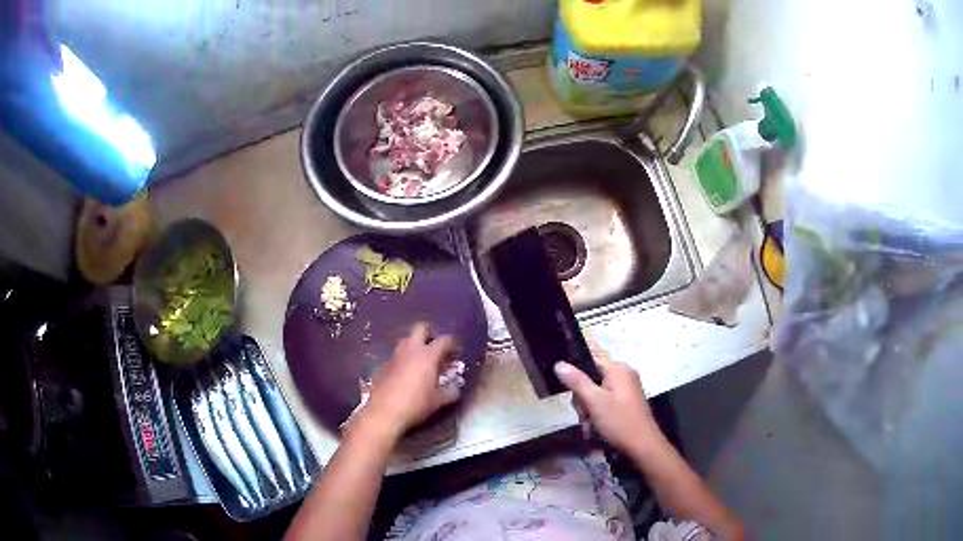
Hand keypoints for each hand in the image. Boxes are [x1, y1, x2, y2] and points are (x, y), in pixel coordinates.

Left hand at [355, 323, 459, 440]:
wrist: (384, 413)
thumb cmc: (415, 404)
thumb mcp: (438, 401)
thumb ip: (450, 392)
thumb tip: (456, 389)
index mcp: (428, 355)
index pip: (444, 339)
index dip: (453, 342)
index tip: (457, 347)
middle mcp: (411, 350)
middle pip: (420, 328)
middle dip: (430, 333)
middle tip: (437, 346)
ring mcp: (395, 356)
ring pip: (406, 340)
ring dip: (415, 345)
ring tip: (422, 360)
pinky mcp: (383, 365)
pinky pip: (396, 356)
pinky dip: (404, 360)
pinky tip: (406, 373)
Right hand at [554, 358, 660, 456]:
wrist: (643, 444)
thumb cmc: (619, 420)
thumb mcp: (594, 401)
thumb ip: (577, 381)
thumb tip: (559, 364)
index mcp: (618, 369)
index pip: (589, 362)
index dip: (578, 377)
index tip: (574, 395)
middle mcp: (624, 374)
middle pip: (592, 378)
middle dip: (584, 398)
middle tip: (585, 414)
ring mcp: (628, 387)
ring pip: (597, 391)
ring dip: (590, 407)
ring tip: (591, 422)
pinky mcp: (628, 400)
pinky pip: (606, 399)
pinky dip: (599, 411)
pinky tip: (598, 424)